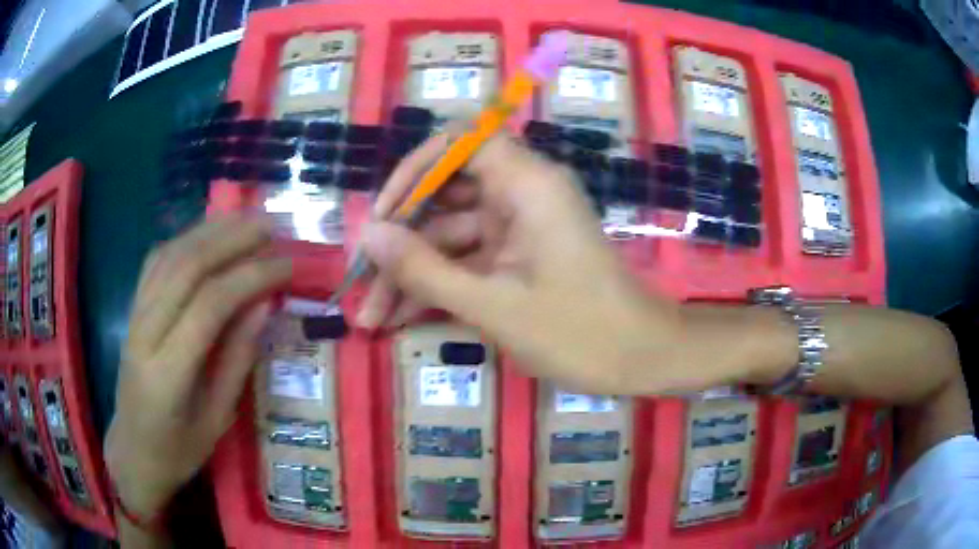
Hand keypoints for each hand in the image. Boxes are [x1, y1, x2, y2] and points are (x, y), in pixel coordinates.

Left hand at [106, 216, 291, 520]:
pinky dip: (184, 239)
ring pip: (169, 256)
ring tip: (246, 220)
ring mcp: (134, 316)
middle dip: (232, 240)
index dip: (251, 278)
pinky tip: (206, 234)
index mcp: (167, 373)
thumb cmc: (178, 450)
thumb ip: (237, 361)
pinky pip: (156, 262)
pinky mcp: (132, 310)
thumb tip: (264, 306)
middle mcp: (145, 333)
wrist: (132, 452)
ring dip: (210, 231)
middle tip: (272, 228)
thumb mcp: (217, 421)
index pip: (209, 305)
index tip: (287, 266)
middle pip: (186, 267)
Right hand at [358, 134, 682, 393]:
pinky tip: (401, 319)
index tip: (383, 216)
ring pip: (451, 237)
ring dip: (412, 275)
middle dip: (402, 243)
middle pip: (446, 198)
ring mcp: (520, 228)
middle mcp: (522, 194)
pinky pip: (468, 261)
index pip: (460, 143)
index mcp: (527, 184)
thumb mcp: (493, 305)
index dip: (414, 171)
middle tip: (363, 285)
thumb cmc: (579, 332)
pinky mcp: (519, 258)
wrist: (642, 359)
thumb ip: (425, 270)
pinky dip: (439, 287)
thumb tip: (370, 236)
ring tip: (372, 318)